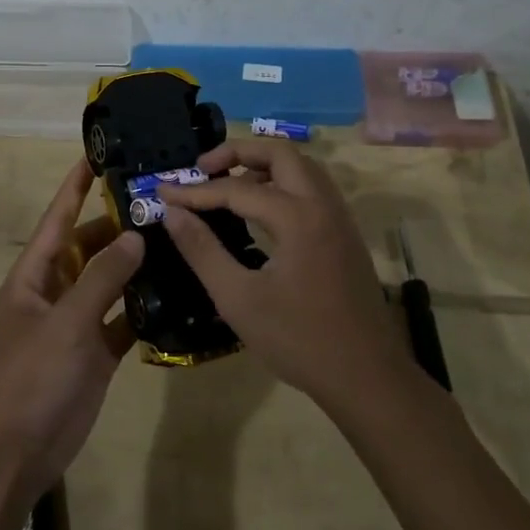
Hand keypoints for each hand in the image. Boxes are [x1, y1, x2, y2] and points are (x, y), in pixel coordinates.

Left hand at [0, 159, 143, 500]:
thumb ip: (102, 278)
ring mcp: (78, 321)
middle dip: (118, 224)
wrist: (17, 452)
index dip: (76, 186)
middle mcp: (56, 290)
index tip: (99, 154)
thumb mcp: (67, 322)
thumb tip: (135, 236)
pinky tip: (176, 291)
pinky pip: (124, 318)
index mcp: (36, 274)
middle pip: (89, 246)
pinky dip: (144, 307)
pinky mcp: (97, 350)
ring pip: (110, 281)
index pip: (58, 218)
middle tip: (161, 200)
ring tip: (176, 237)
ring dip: (135, 264)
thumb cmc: (32, 377)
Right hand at [160, 138, 410, 408]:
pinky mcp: (345, 234)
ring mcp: (339, 217)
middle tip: (202, 169)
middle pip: (280, 152)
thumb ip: (202, 250)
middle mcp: (322, 204)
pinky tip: (262, 209)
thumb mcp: (238, 299)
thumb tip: (172, 212)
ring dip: (263, 164)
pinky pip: (313, 188)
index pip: (236, 189)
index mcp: (297, 217)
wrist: (367, 378)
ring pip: (301, 167)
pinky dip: (283, 182)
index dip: (195, 191)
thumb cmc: (299, 341)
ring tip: (228, 183)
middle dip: (237, 152)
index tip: (163, 191)